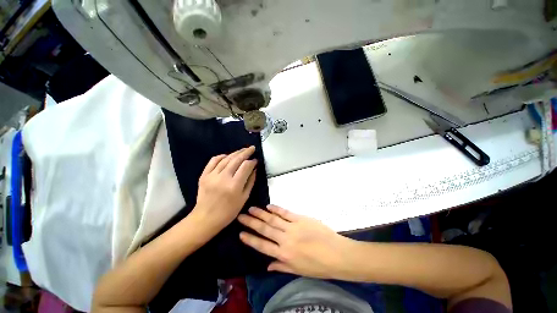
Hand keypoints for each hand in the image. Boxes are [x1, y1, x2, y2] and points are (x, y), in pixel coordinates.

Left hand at [193, 146, 257, 231]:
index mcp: (235, 185)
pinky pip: (213, 161)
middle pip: (236, 159)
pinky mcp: (204, 175)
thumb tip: (254, 169)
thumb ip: (250, 182)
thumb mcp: (244, 198)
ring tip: (243, 150)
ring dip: (236, 153)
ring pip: (226, 158)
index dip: (252, 161)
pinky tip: (228, 155)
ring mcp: (212, 175)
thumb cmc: (228, 212)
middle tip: (252, 148)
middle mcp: (223, 178)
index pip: (246, 166)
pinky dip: (222, 156)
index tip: (256, 160)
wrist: (206, 218)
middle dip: (246, 152)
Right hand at [238, 205, 353, 278]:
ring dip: (261, 214)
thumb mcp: (298, 270)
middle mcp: (285, 240)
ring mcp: (293, 227)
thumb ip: (281, 266)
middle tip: (241, 216)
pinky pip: (286, 213)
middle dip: (251, 223)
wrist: (337, 254)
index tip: (241, 233)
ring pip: (273, 219)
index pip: (262, 246)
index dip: (250, 239)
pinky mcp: (300, 219)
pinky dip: (276, 209)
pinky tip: (269, 206)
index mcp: (284, 255)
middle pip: (265, 229)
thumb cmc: (318, 266)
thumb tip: (267, 266)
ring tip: (251, 209)